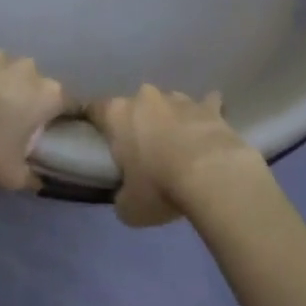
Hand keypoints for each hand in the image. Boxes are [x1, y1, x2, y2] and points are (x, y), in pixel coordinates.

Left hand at [0, 50, 71, 191]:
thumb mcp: (10, 174)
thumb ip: (29, 179)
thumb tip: (37, 182)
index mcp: (49, 95)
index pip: (71, 104)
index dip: (65, 119)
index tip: (53, 133)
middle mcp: (31, 69)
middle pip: (38, 87)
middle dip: (29, 103)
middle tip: (12, 127)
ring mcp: (2, 55)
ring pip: (10, 74)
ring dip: (2, 89)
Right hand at [86, 85, 259, 226]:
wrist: (211, 174)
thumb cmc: (158, 186)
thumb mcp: (129, 207)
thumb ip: (122, 196)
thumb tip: (126, 196)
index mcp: (117, 115)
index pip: (95, 109)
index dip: (94, 120)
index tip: (96, 134)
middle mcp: (145, 98)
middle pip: (135, 105)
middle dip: (138, 122)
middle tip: (142, 149)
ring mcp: (180, 99)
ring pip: (169, 104)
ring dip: (170, 119)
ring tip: (178, 145)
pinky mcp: (210, 106)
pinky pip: (206, 105)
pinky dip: (206, 115)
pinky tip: (210, 127)